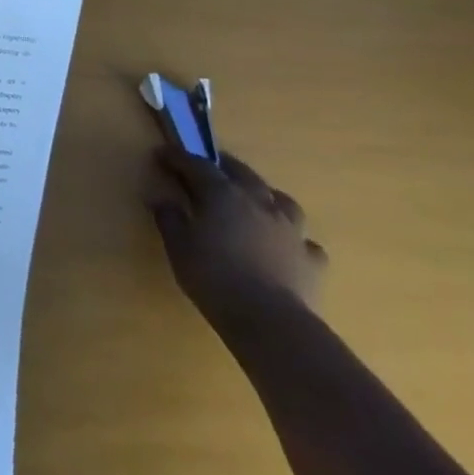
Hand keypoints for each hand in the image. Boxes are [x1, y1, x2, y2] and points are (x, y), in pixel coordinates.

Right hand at [147, 146, 327, 319]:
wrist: (271, 320)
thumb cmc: (214, 276)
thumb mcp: (178, 246)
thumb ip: (170, 219)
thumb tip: (162, 200)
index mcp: (223, 195)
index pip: (197, 165)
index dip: (178, 157)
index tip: (162, 154)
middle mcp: (259, 203)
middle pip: (242, 173)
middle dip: (223, 166)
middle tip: (209, 166)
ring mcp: (290, 230)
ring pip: (281, 201)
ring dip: (265, 195)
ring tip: (255, 200)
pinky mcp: (311, 259)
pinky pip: (303, 240)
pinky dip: (292, 237)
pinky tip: (285, 245)